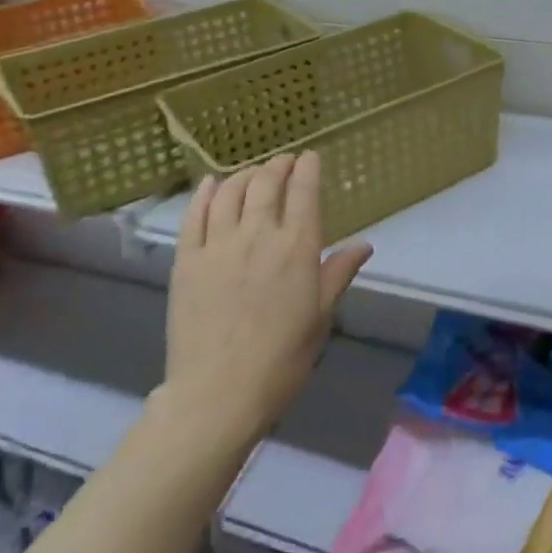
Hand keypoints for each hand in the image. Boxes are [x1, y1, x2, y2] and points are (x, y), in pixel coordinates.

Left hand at [166, 152, 372, 443]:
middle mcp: (258, 234)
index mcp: (297, 247)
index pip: (304, 190)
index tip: (310, 158)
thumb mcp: (320, 317)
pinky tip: (211, 184)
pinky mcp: (187, 259)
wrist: (218, 394)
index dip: (308, 168)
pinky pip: (195, 214)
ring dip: (245, 175)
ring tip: (253, 174)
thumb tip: (364, 244)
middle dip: (278, 165)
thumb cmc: (281, 360)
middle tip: (284, 162)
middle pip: (266, 182)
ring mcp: (218, 244)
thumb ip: (339, 273)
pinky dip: (205, 192)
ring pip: (230, 191)